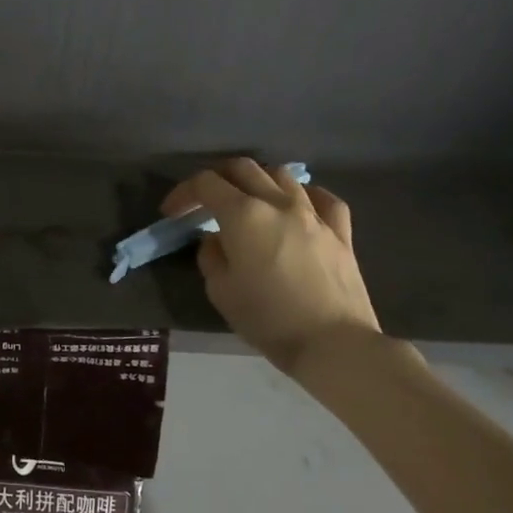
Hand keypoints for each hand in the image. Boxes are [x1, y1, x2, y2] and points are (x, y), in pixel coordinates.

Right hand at [163, 158, 380, 373]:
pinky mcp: (340, 232)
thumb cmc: (267, 318)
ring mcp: (314, 215)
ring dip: (257, 181)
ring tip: (248, 201)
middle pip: (243, 169)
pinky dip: (303, 195)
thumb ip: (211, 256)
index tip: (172, 213)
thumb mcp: (220, 290)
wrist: (333, 343)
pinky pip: (322, 198)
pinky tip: (297, 207)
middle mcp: (278, 204)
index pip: (206, 184)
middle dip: (217, 178)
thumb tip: (217, 240)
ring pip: (281, 176)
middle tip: (205, 201)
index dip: (183, 193)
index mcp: (243, 215)